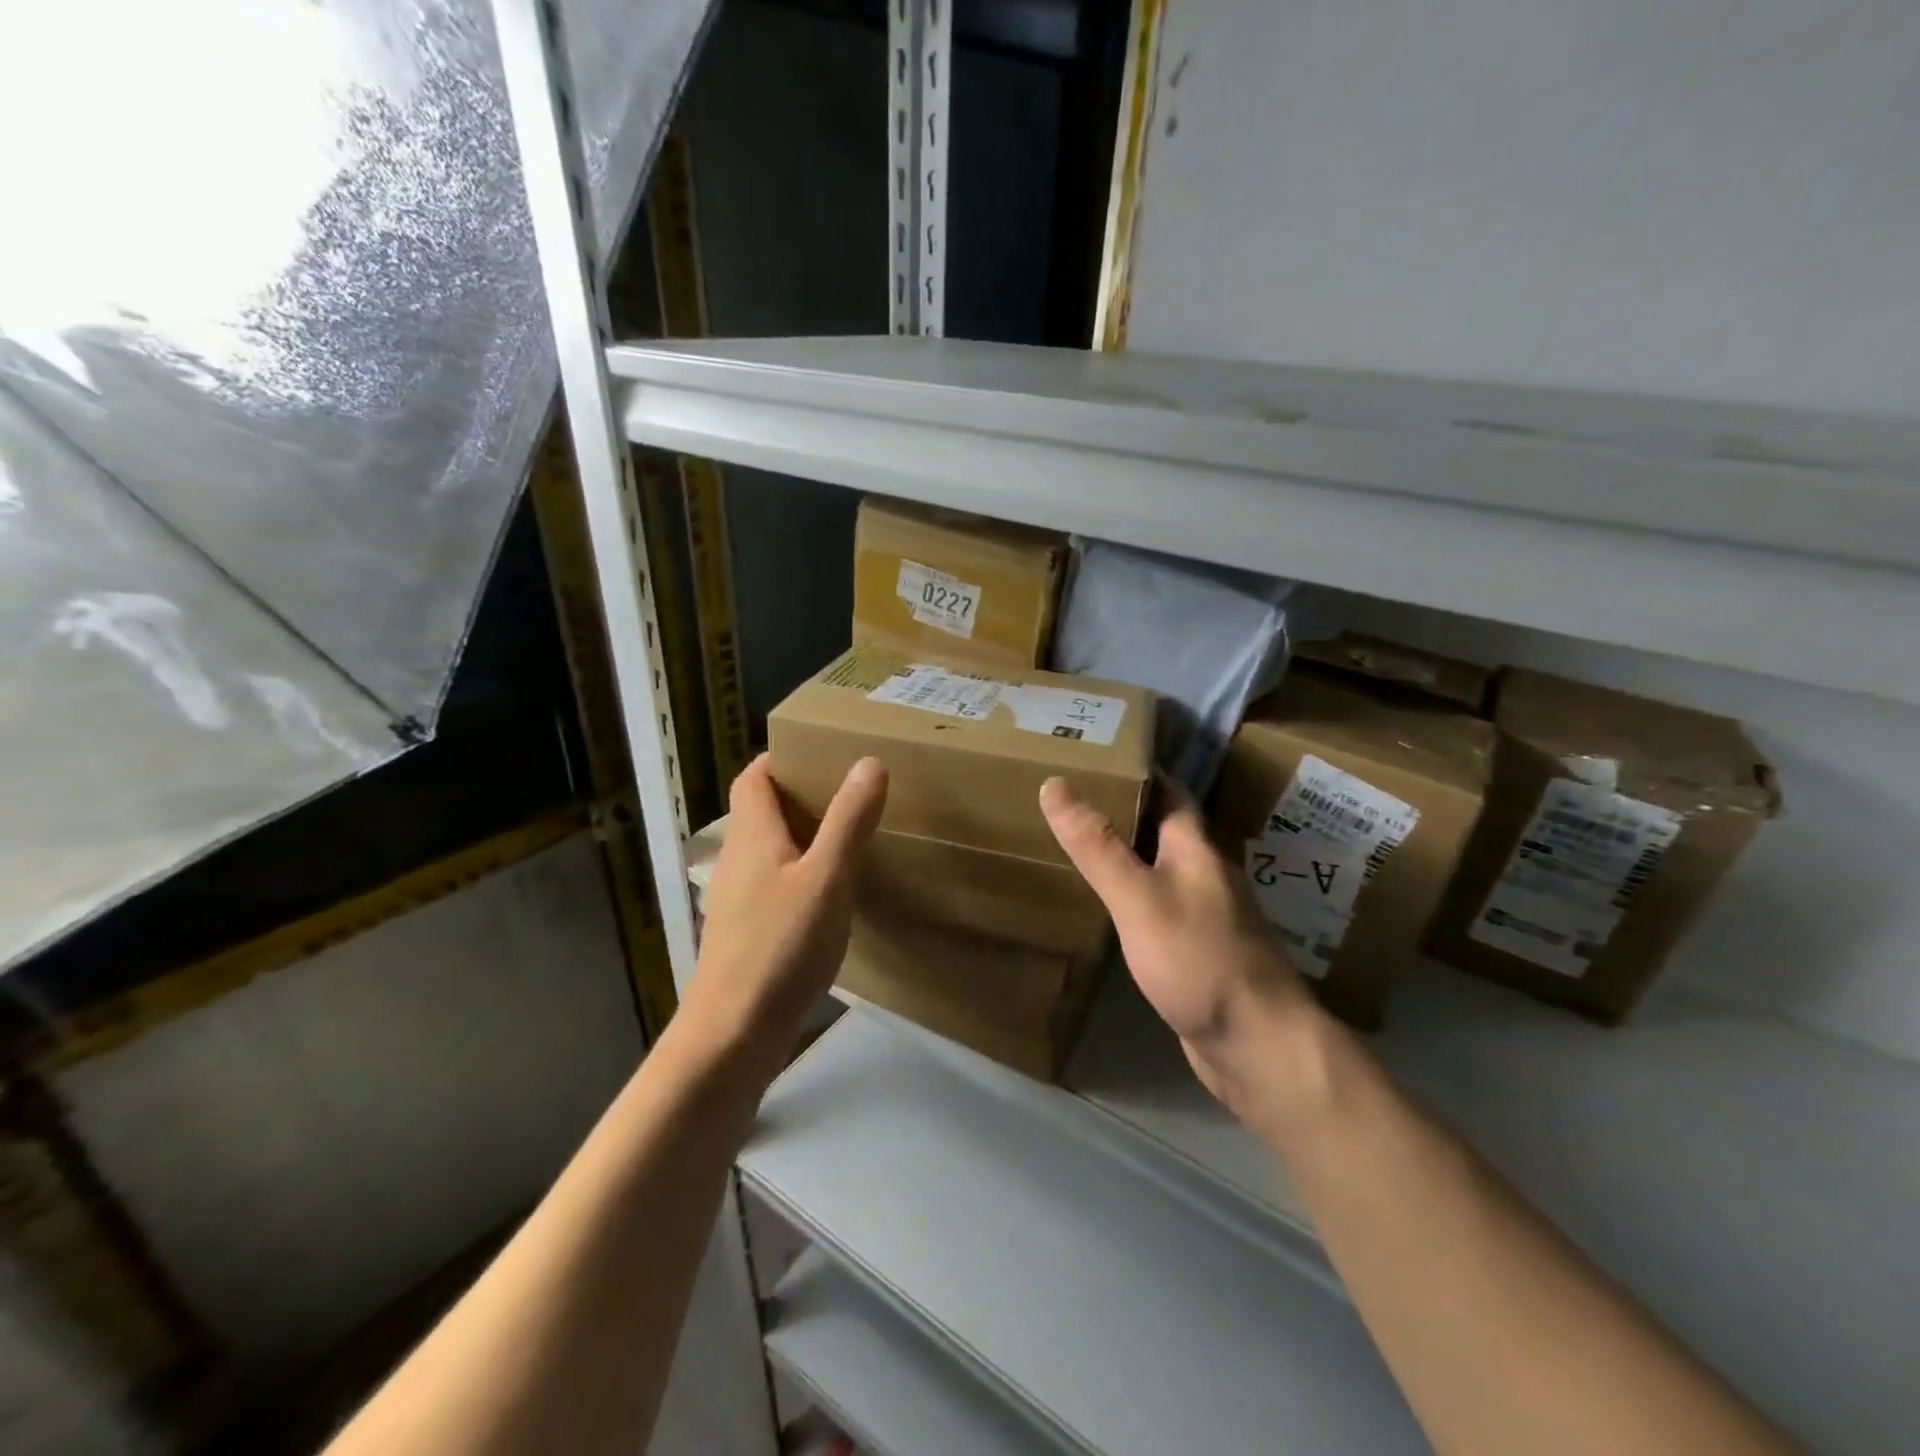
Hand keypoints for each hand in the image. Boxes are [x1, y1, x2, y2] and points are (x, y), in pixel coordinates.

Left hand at [682, 753, 887, 1071]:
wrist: (732, 1034)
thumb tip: (868, 762)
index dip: (778, 759)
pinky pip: (772, 885)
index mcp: (753, 837)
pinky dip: (798, 874)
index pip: (752, 779)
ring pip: (767, 851)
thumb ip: (848, 821)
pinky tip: (828, 895)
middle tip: (846, 791)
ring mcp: (737, 901)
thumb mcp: (826, 879)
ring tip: (845, 836)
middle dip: (797, 795)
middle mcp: (737, 861)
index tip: (818, 753)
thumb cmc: (780, 947)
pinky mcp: (745, 934)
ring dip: (799, 836)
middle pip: (759, 812)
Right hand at [1040, 775, 1327, 1138]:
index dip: (1138, 768)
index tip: (1097, 753)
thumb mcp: (1139, 897)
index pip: (1169, 791)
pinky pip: (1159, 908)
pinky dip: (1131, 896)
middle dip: (1124, 809)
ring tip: (1077, 843)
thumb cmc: (1200, 960)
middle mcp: (1205, 874)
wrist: (1259, 1046)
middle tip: (1071, 797)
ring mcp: (1205, 916)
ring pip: (1161, 869)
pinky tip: (1106, 907)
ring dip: (1127, 853)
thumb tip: (1055, 784)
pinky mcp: (1198, 952)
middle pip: (1164, 828)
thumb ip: (1097, 845)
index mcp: (1196, 849)